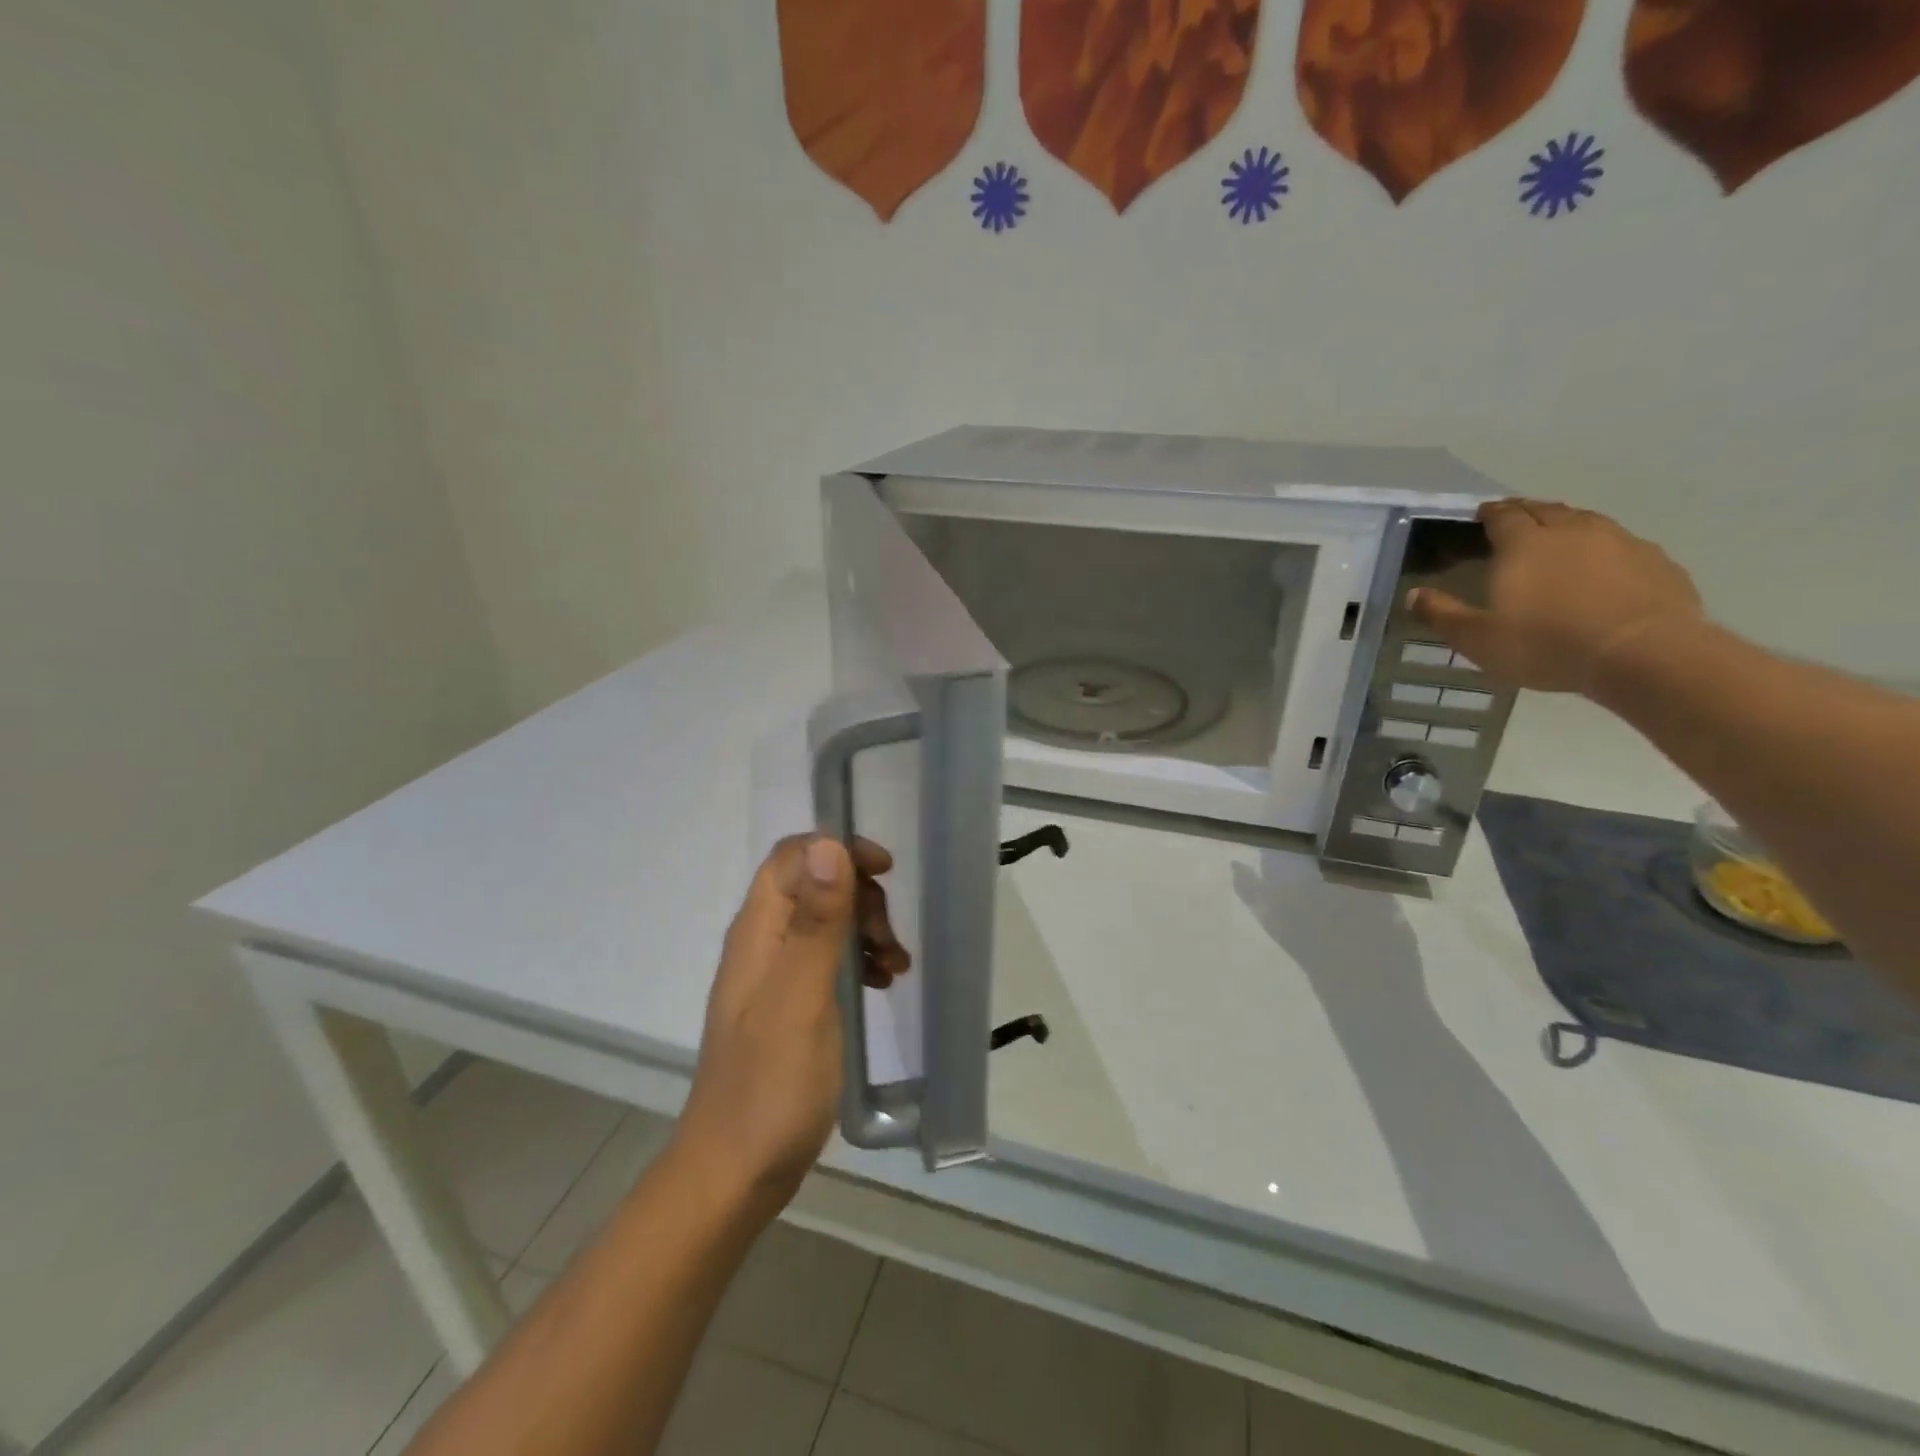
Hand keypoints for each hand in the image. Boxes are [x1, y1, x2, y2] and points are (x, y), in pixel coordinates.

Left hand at [673, 835, 906, 1215]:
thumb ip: (815, 923)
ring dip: (865, 930)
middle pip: (814, 885)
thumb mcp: (801, 999)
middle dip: (859, 897)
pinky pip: (828, 960)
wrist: (734, 1174)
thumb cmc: (770, 1086)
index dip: (838, 849)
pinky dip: (859, 961)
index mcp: (757, 932)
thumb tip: (829, 845)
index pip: (793, 857)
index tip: (885, 872)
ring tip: (897, 965)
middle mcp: (761, 944)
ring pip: (825, 922)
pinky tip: (883, 984)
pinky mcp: (789, 1006)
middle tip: (890, 938)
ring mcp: (774, 976)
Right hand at [1408, 499, 1703, 693]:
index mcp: (1524, 544)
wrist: (1642, 653)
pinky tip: (1602, 566)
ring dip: (1566, 524)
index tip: (1480, 515)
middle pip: (1545, 509)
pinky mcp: (1655, 560)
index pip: (1503, 515)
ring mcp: (1619, 541)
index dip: (1489, 513)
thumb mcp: (1477, 638)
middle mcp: (1571, 531)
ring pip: (1586, 520)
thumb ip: (1442, 614)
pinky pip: (1621, 543)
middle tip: (1514, 520)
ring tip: (1557, 537)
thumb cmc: (1546, 644)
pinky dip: (1603, 547)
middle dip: (1526, 511)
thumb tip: (1413, 594)